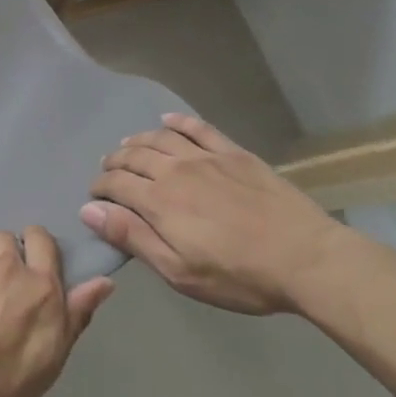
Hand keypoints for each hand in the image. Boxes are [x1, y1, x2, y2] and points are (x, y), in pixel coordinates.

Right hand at [81, 114, 353, 314]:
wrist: (306, 258)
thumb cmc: (240, 275)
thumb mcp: (180, 271)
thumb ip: (133, 237)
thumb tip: (90, 210)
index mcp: (158, 201)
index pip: (115, 184)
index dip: (99, 188)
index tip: (94, 197)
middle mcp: (174, 169)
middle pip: (133, 156)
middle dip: (114, 163)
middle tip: (108, 171)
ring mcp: (205, 157)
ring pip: (159, 138)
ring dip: (137, 140)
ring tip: (128, 146)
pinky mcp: (233, 153)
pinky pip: (198, 128)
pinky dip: (178, 122)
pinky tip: (168, 120)